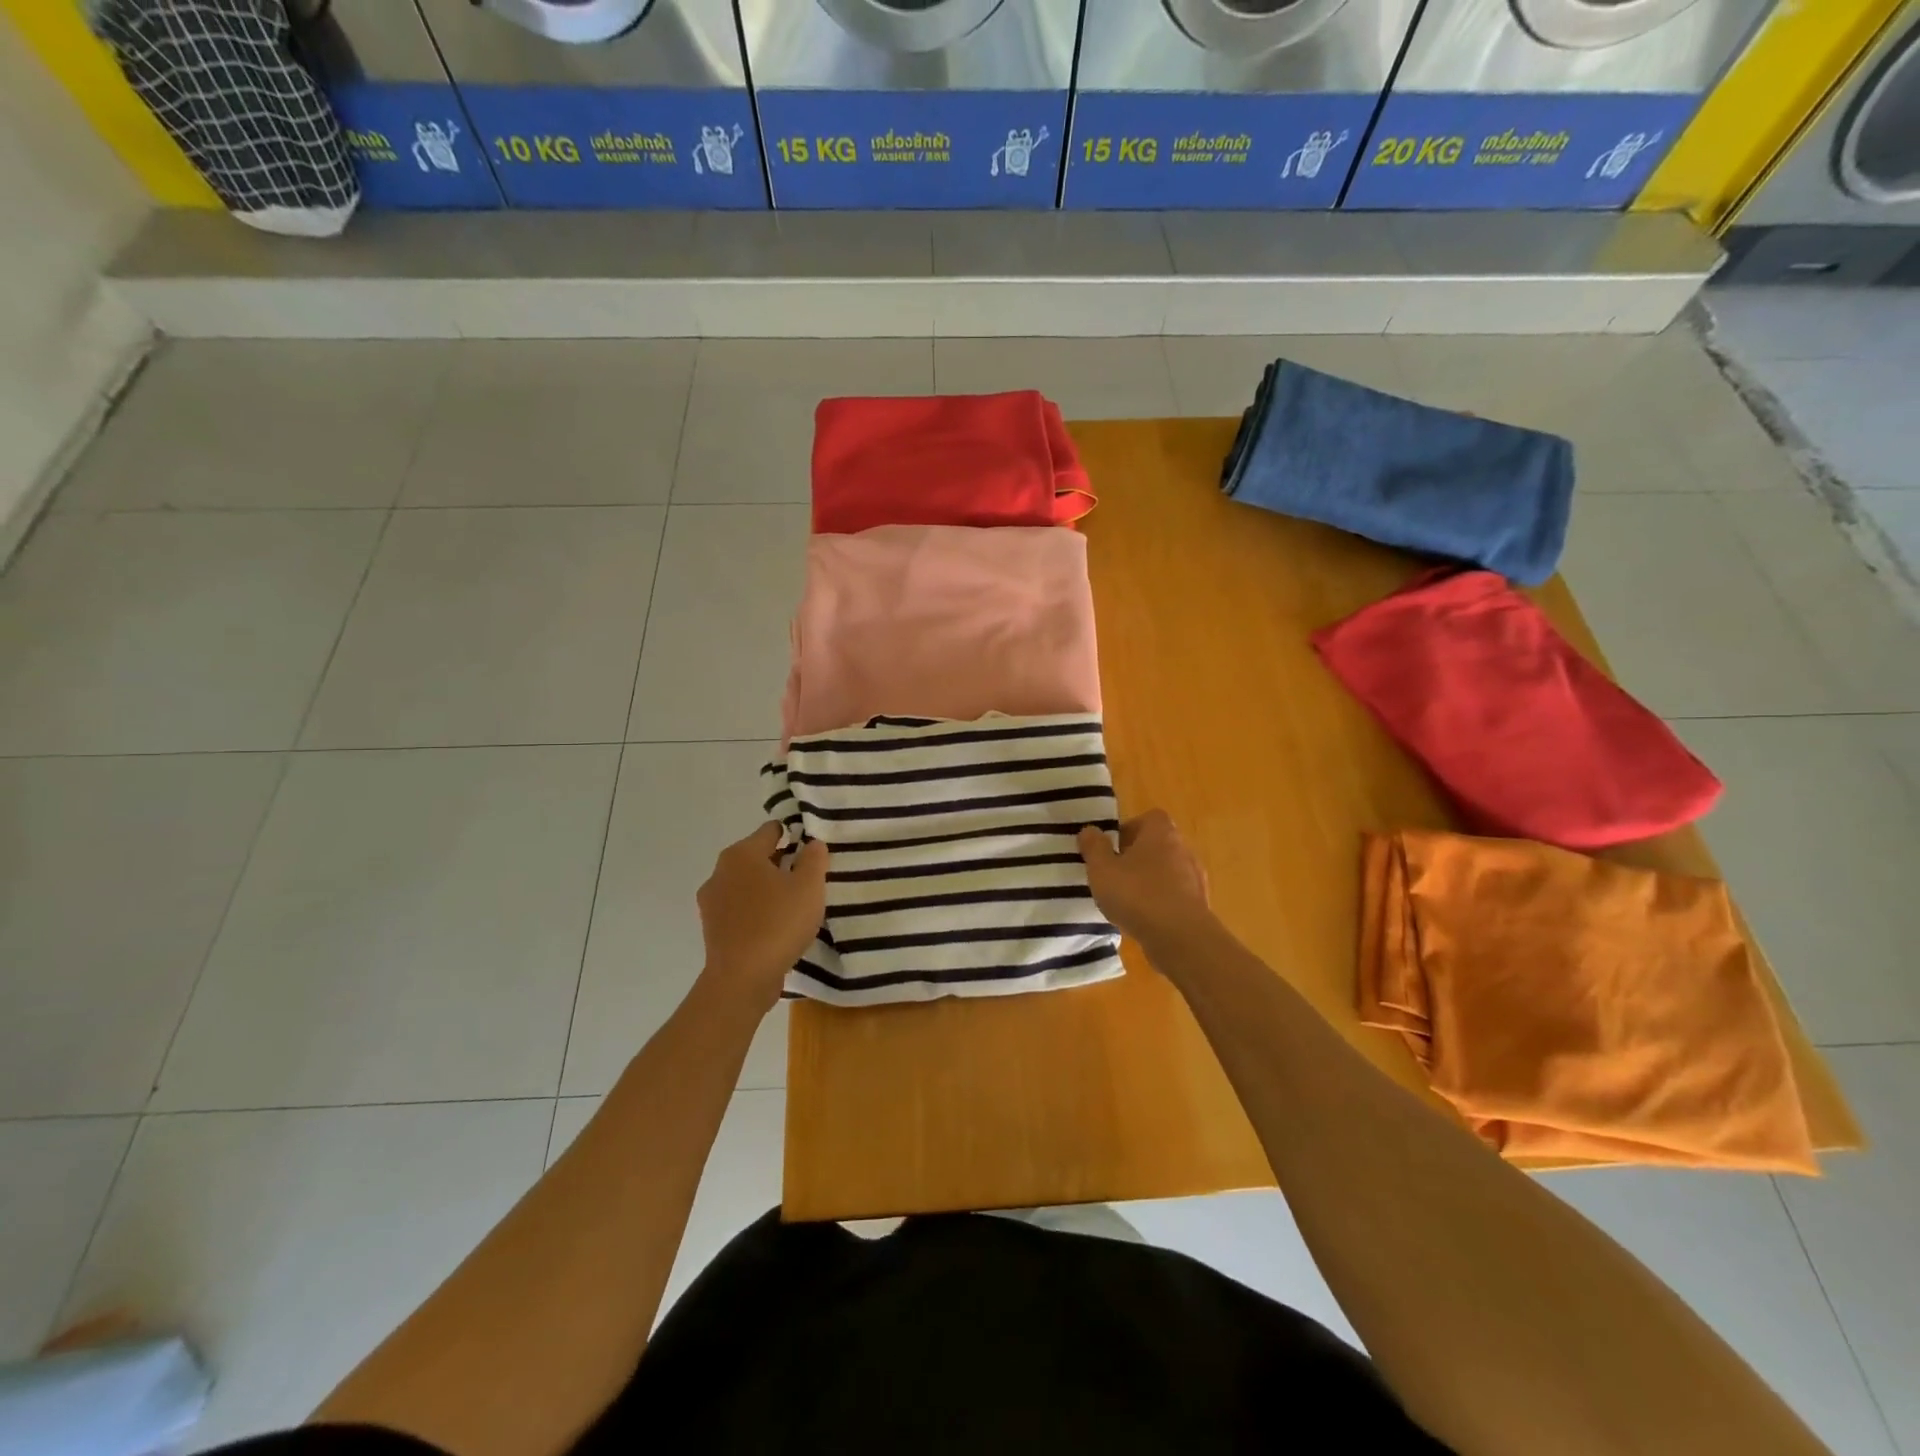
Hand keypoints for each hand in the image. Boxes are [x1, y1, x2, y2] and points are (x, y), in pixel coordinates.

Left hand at [696, 824, 827, 1011]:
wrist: (742, 979)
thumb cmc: (778, 923)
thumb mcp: (809, 887)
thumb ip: (814, 858)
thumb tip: (812, 844)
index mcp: (742, 854)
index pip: (771, 831)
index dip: (794, 836)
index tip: (813, 854)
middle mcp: (720, 871)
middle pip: (757, 857)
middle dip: (782, 864)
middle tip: (808, 882)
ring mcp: (711, 901)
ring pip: (747, 884)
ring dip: (768, 889)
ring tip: (793, 907)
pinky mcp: (712, 927)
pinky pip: (740, 909)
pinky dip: (756, 911)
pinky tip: (775, 928)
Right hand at [1078, 811, 1212, 949]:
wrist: (1181, 938)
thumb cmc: (1137, 894)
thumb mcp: (1102, 869)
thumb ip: (1094, 847)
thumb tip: (1089, 830)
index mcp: (1161, 833)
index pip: (1149, 818)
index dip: (1129, 829)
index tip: (1112, 848)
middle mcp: (1183, 849)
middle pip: (1158, 845)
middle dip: (1137, 857)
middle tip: (1114, 874)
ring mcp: (1195, 878)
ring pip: (1167, 872)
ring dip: (1149, 882)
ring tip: (1126, 900)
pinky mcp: (1199, 906)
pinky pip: (1175, 897)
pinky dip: (1160, 903)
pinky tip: (1143, 919)